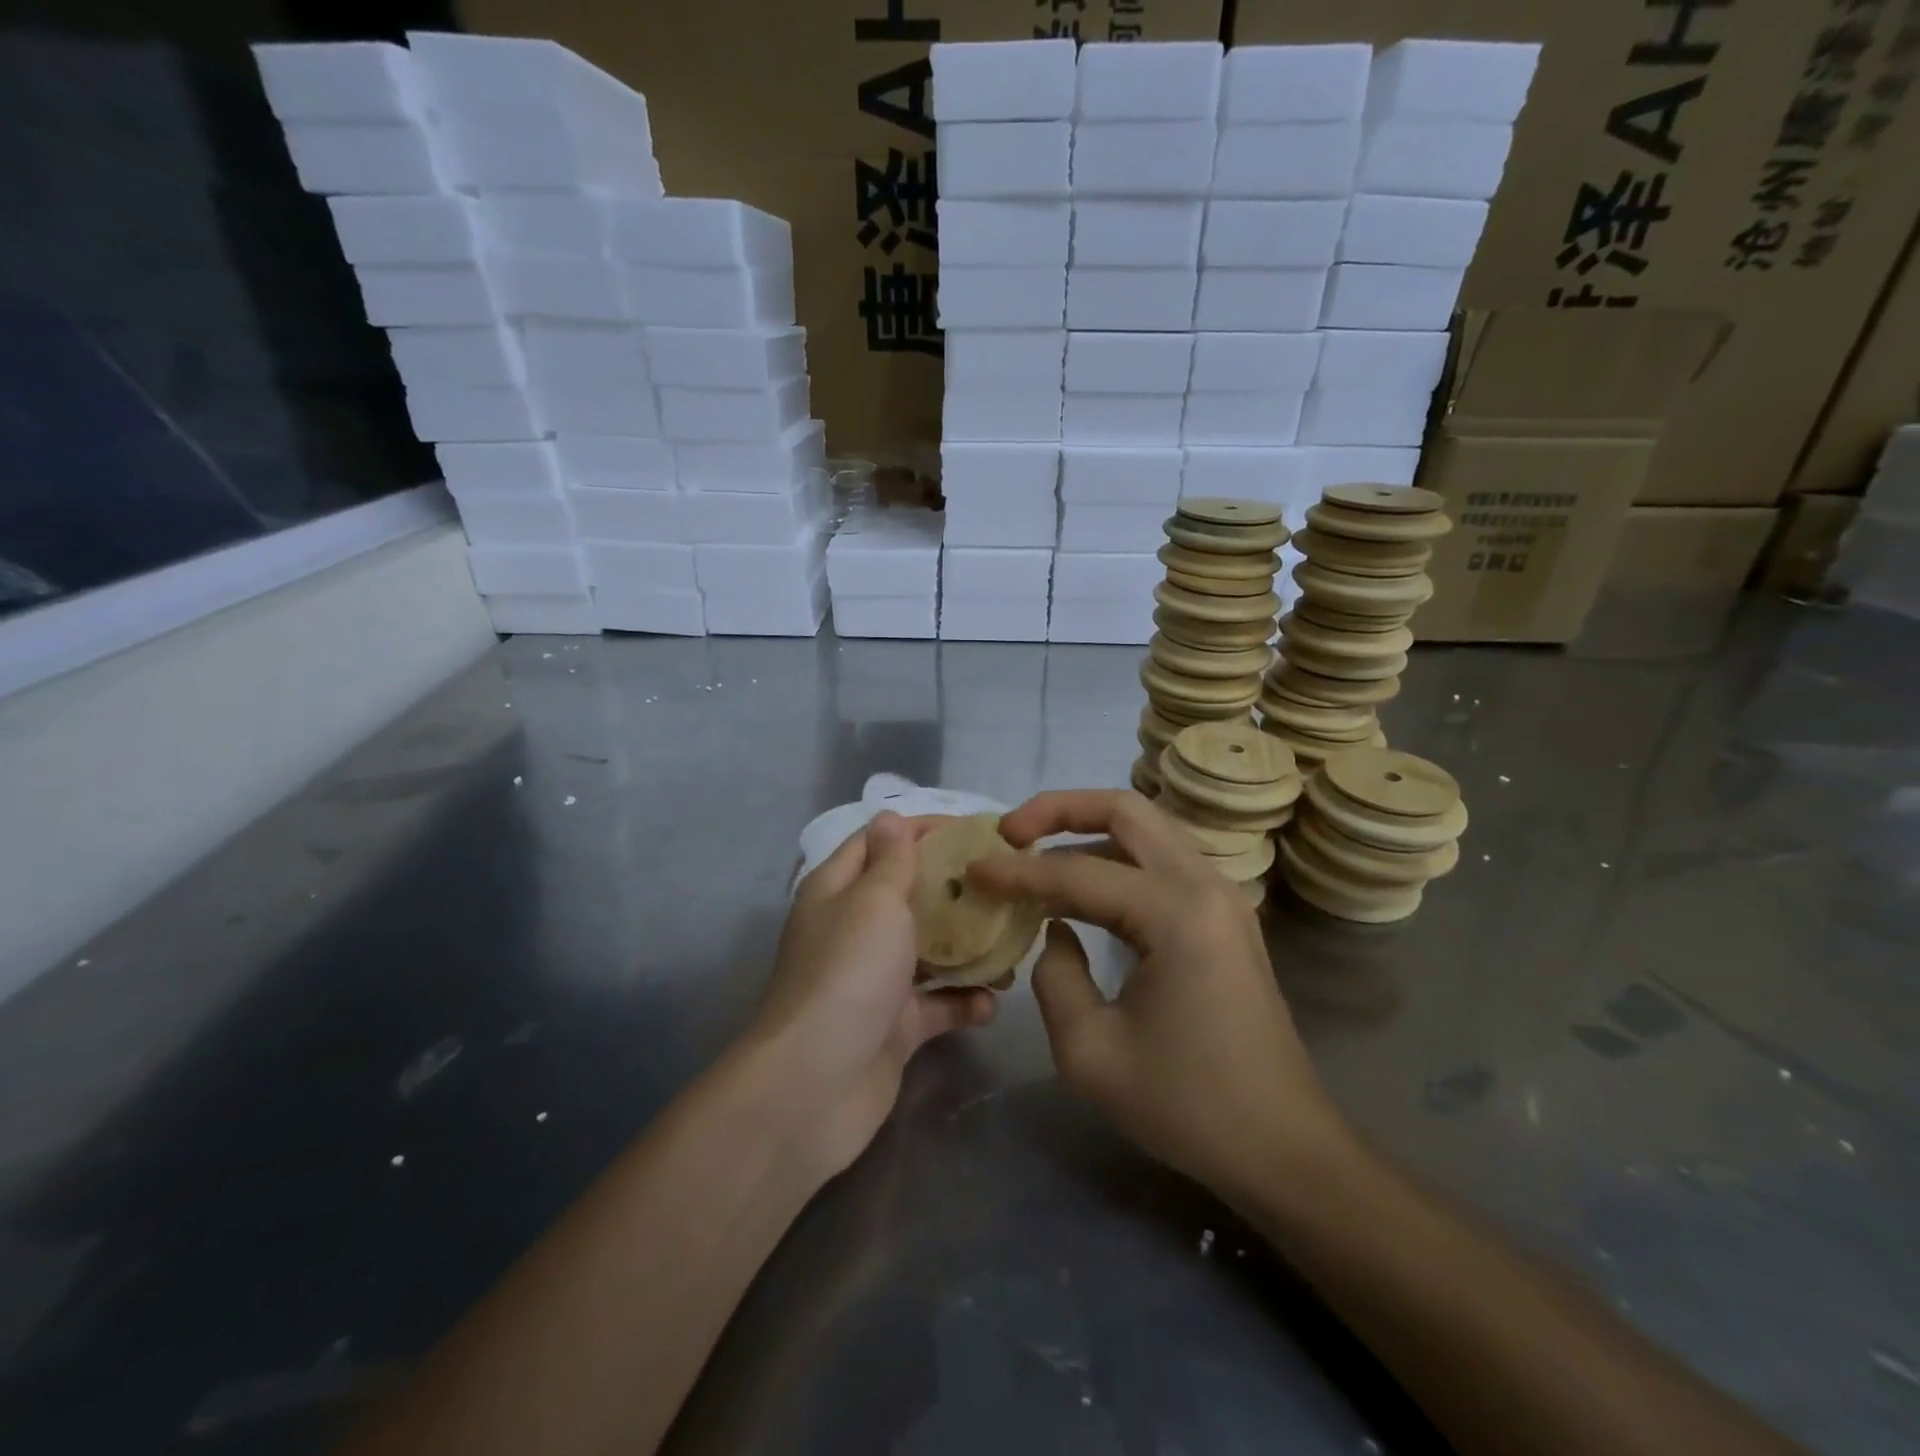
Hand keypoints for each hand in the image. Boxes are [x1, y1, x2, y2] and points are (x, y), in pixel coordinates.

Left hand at [750, 811, 996, 1177]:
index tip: (976, 830)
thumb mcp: (873, 903)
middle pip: (909, 895)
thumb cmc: (848, 974)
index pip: (879, 842)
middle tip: (1006, 882)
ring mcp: (874, 981)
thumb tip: (888, 817)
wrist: (814, 1086)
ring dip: (967, 947)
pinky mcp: (893, 1027)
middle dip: (954, 887)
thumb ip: (891, 861)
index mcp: (838, 891)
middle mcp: (853, 930)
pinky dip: (963, 1003)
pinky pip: (936, 1005)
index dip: (922, 829)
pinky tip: (992, 1004)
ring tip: (1014, 940)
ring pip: (928, 950)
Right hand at [970, 790, 1347, 1202]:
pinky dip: (1115, 856)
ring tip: (1035, 850)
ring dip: (1088, 828)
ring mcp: (1222, 896)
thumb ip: (1055, 977)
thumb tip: (1055, 930)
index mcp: (1177, 915)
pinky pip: (1161, 859)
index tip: (973, 869)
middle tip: (1010, 832)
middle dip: (1059, 809)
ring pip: (1146, 828)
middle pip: (1125, 810)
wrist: (1282, 1146)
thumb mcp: (1090, 1053)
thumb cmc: (1187, 1107)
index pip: (1078, 873)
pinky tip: (1081, 885)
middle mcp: (1205, 886)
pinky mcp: (1224, 914)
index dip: (1018, 872)